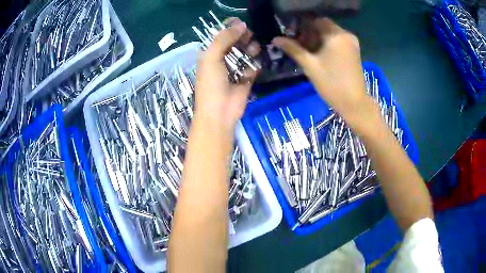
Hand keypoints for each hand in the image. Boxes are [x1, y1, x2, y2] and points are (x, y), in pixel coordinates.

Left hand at [195, 18, 259, 133]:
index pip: (222, 37)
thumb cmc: (211, 83)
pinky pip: (252, 67)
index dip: (232, 29)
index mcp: (210, 55)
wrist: (219, 112)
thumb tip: (241, 24)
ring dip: (250, 50)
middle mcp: (222, 60)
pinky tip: (253, 65)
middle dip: (243, 38)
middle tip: (250, 35)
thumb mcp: (212, 57)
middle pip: (235, 44)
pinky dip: (254, 65)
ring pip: (246, 54)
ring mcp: (234, 70)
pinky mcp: (246, 80)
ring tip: (254, 49)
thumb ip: (224, 39)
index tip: (243, 24)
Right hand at [272, 18, 375, 130]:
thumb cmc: (331, 84)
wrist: (354, 103)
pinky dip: (327, 43)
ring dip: (317, 38)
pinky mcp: (354, 50)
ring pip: (330, 33)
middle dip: (309, 32)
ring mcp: (352, 42)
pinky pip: (337, 40)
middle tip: (298, 44)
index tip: (292, 34)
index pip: (315, 20)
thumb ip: (293, 49)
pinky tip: (319, 54)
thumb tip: (275, 39)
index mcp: (336, 35)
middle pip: (323, 26)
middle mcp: (346, 34)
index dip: (301, 25)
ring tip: (307, 51)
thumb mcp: (310, 65)